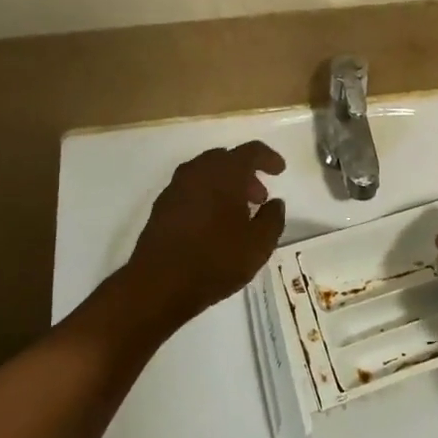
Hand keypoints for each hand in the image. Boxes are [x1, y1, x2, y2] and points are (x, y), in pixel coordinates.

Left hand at [122, 142, 286, 334]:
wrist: (158, 285)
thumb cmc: (215, 260)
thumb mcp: (259, 245)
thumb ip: (273, 219)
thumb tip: (274, 203)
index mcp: (224, 173)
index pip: (251, 151)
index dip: (268, 158)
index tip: (279, 170)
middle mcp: (198, 171)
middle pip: (226, 159)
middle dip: (245, 174)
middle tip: (258, 197)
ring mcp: (175, 188)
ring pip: (206, 174)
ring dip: (225, 185)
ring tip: (237, 213)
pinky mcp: (161, 207)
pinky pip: (191, 190)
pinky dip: (206, 196)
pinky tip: (212, 224)